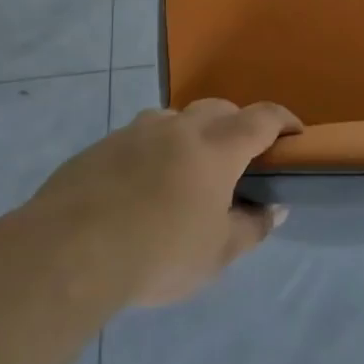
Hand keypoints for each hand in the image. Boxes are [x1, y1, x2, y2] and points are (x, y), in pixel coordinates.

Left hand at [31, 98, 299, 306]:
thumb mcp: (217, 254)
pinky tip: (139, 188)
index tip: (295, 132)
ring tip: (184, 171)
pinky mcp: (100, 147)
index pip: (263, 118)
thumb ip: (252, 227)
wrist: (67, 253)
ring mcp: (135, 132)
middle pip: (218, 109)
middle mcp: (179, 128)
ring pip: (174, 119)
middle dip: (237, 124)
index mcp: (217, 148)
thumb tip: (274, 209)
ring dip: (190, 134)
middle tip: (238, 157)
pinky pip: (137, 138)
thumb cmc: (158, 253)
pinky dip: (151, 152)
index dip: (284, 121)